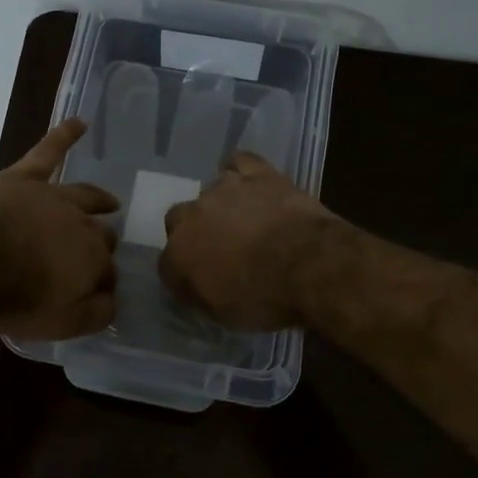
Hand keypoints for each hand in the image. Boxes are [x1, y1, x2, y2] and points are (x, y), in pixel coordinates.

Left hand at [0, 119, 119, 339]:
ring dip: (100, 200)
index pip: (107, 273)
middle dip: (102, 245)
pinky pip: (48, 151)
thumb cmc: (15, 297)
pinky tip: (78, 122)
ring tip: (110, 201)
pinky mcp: (24, 178)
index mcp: (94, 260)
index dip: (101, 284)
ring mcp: (53, 197)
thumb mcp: (62, 323)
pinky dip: (64, 135)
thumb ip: (95, 313)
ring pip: (85, 196)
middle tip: (97, 253)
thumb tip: (112, 300)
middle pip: (100, 234)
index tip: (94, 294)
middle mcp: (82, 224)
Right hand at [158, 153, 343, 330]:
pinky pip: (240, 162)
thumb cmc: (265, 298)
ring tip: (242, 220)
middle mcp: (192, 215)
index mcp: (178, 254)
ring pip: (209, 191)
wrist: (310, 265)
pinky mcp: (257, 174)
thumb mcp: (225, 314)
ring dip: (219, 206)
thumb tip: (195, 286)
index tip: (198, 285)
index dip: (182, 275)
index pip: (167, 264)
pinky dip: (241, 171)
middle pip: (178, 220)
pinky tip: (249, 183)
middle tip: (218, 249)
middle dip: (193, 233)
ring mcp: (224, 189)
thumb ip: (201, 294)